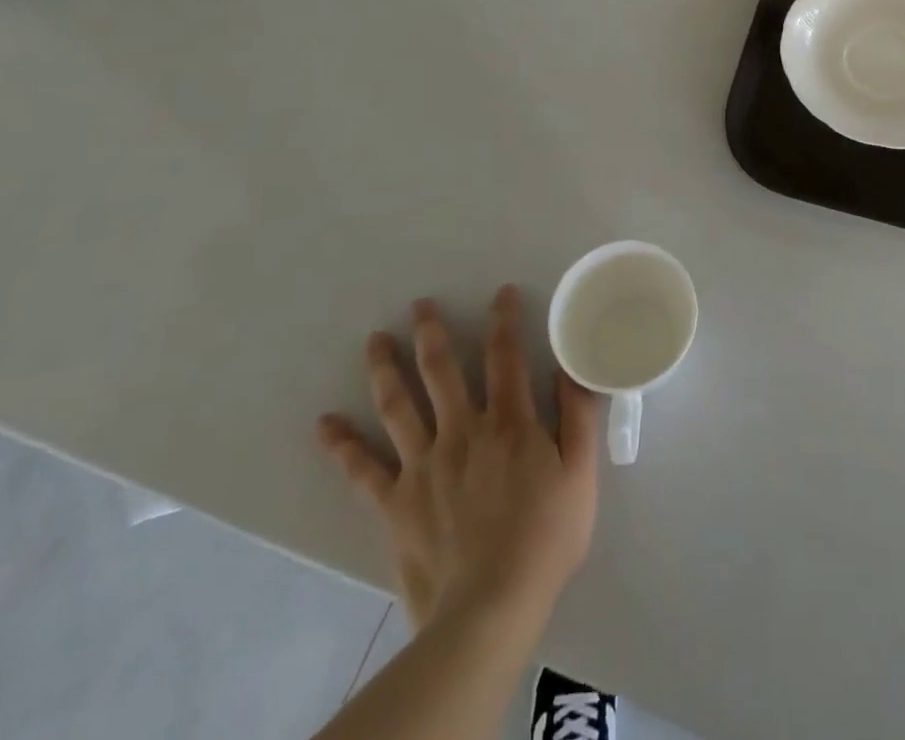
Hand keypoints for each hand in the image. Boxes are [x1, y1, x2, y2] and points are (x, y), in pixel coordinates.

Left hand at [316, 287, 600, 631]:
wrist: (490, 608)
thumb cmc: (545, 538)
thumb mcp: (580, 474)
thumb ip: (577, 417)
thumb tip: (571, 369)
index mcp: (508, 422)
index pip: (505, 356)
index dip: (503, 320)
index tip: (501, 295)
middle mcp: (461, 431)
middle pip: (441, 370)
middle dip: (431, 332)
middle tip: (419, 304)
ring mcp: (423, 465)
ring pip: (399, 405)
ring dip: (385, 369)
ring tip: (374, 340)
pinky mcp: (395, 503)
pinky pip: (362, 469)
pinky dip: (342, 445)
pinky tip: (324, 424)